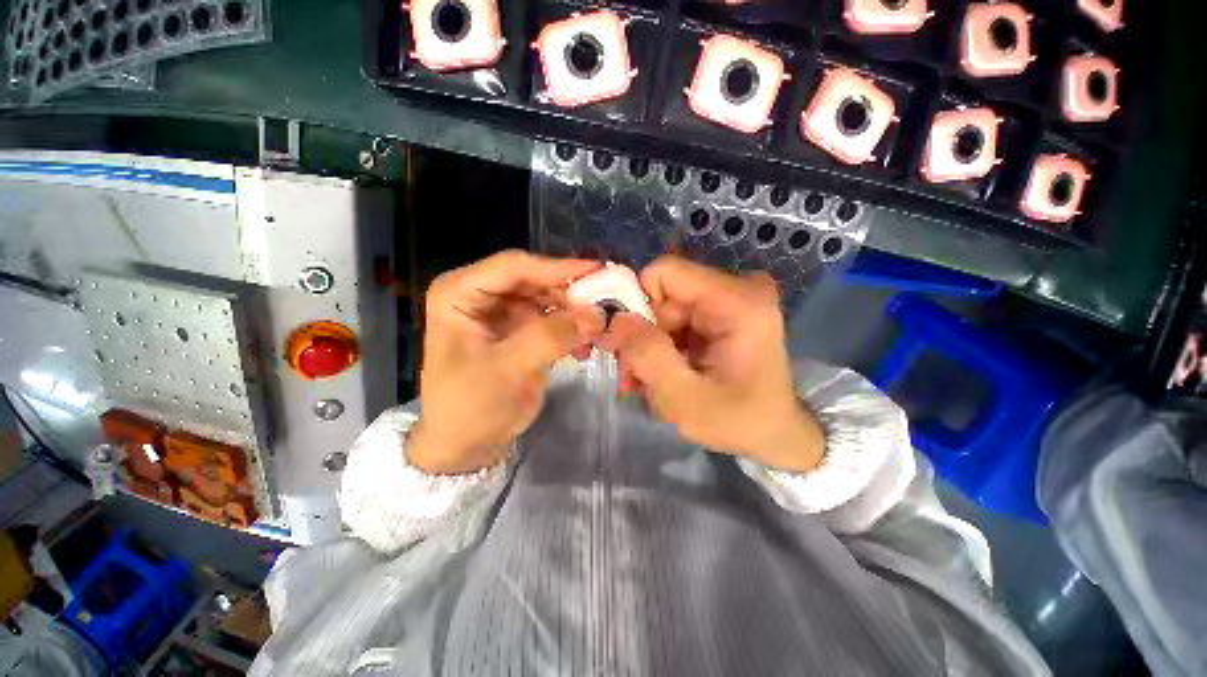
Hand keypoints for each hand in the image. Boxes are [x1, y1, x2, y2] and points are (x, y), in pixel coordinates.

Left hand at [409, 251, 604, 473]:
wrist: (464, 445)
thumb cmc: (470, 407)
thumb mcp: (508, 369)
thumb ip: (551, 337)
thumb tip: (597, 314)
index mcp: (459, 293)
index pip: (513, 267)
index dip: (557, 268)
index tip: (597, 272)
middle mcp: (480, 294)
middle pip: (533, 279)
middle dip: (570, 292)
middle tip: (607, 301)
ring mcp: (502, 312)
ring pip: (547, 298)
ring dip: (574, 310)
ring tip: (600, 326)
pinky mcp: (519, 330)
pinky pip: (551, 319)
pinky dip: (571, 327)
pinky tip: (587, 342)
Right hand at [599, 256, 823, 471]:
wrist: (777, 435)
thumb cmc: (740, 422)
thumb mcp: (685, 399)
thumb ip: (649, 356)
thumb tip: (617, 319)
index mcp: (738, 301)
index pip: (665, 272)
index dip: (636, 303)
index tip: (627, 345)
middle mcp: (738, 289)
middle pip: (663, 294)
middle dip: (642, 334)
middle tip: (633, 375)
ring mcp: (731, 299)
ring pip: (664, 309)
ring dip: (649, 345)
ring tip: (647, 381)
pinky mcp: (723, 312)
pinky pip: (676, 318)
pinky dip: (663, 346)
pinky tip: (664, 374)